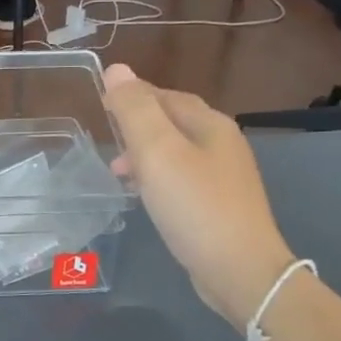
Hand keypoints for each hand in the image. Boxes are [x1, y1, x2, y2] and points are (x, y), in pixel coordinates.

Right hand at [103, 65, 295, 329]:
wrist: (240, 270)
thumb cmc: (194, 206)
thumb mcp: (157, 153)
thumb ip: (135, 111)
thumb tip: (117, 69)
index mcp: (210, 124)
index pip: (165, 95)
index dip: (132, 96)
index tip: (101, 105)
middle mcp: (222, 143)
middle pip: (173, 121)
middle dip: (137, 125)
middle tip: (106, 137)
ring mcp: (224, 176)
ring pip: (176, 151)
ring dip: (144, 153)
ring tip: (117, 170)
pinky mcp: (220, 204)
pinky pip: (182, 177)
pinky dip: (157, 176)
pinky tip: (143, 194)